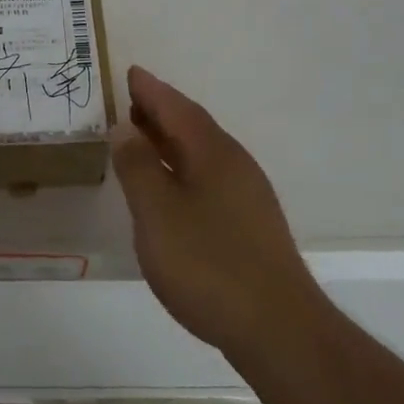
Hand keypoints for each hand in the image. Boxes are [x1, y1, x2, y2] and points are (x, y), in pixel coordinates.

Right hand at [112, 65, 320, 362]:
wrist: (278, 330)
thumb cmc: (208, 264)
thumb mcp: (157, 213)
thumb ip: (138, 167)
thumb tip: (124, 127)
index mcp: (212, 153)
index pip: (176, 108)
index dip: (151, 90)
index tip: (129, 73)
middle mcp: (234, 164)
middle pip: (192, 126)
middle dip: (160, 111)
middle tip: (128, 103)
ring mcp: (247, 195)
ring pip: (202, 153)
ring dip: (170, 140)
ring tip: (141, 140)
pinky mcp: (251, 224)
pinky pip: (208, 176)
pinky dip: (183, 167)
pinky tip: (171, 188)